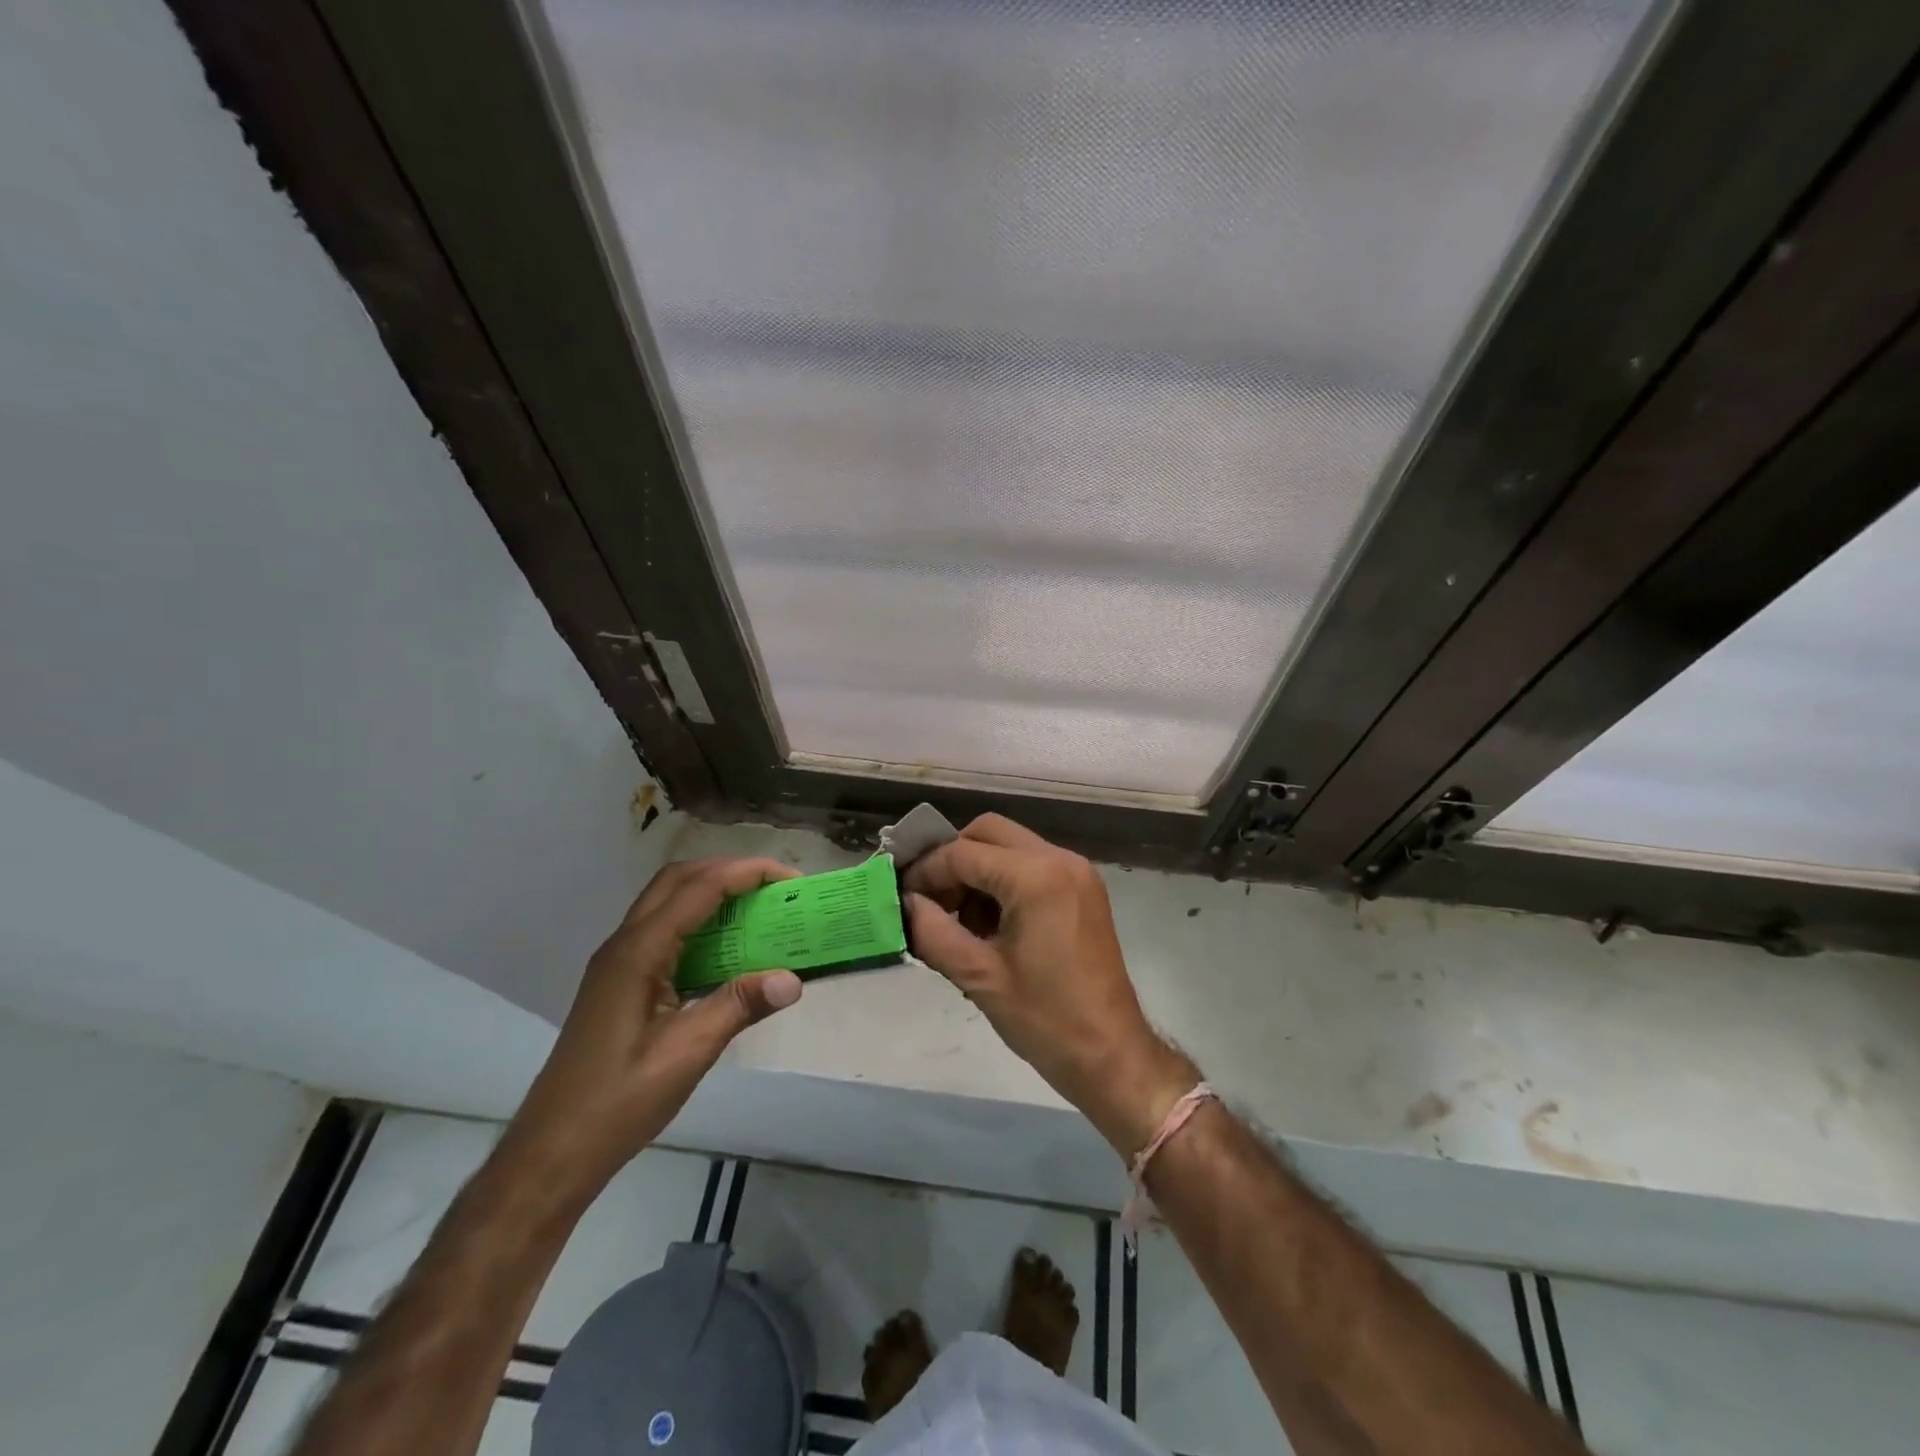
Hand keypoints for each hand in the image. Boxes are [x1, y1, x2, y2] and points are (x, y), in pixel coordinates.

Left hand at [501, 857, 803, 1203]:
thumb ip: (739, 1007)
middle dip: (729, 871)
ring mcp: (618, 962)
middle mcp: (624, 944)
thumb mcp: (687, 1053)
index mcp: (638, 953)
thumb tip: (794, 979)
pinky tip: (725, 949)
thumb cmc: (619, 1101)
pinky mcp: (619, 981)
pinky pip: (663, 929)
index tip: (790, 879)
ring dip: (712, 892)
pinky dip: (699, 920)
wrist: (553, 1151)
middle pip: (678, 880)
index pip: (698, 888)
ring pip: (667, 902)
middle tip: (775, 887)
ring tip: (757, 908)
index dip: (746, 873)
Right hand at [903, 815, 1196, 1156]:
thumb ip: (932, 931)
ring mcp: (1076, 871)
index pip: (963, 853)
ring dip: (977, 871)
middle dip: (952, 860)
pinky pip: (1031, 864)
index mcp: (1036, 876)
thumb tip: (905, 903)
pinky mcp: (1083, 888)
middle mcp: (1059, 859)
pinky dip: (1003, 881)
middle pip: (988, 832)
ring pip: (1010, 846)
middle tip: (929, 901)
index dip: (926, 872)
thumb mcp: (979, 977)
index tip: (902, 898)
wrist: (1112, 1055)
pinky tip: (990, 924)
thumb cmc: (1045, 1020)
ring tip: (959, 921)